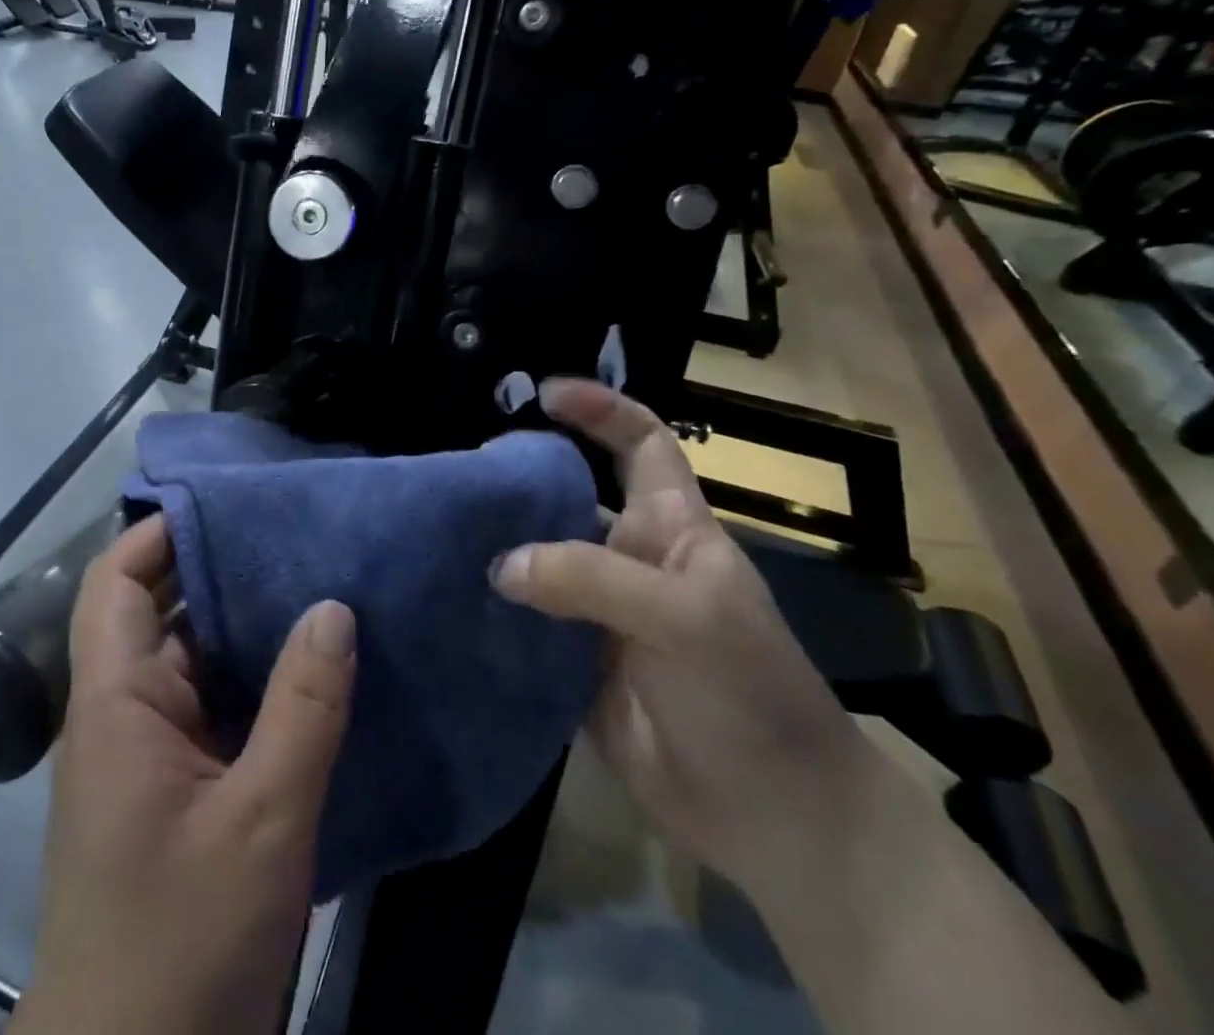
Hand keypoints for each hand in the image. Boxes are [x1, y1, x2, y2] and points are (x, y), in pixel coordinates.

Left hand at [13, 516, 357, 1034]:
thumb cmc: (182, 943)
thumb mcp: (261, 820)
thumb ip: (302, 709)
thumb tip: (334, 607)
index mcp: (116, 703)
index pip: (115, 583)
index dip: (159, 533)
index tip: (228, 501)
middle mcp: (126, 714)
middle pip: (164, 613)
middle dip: (222, 570)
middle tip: (295, 531)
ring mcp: (153, 754)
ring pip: (198, 662)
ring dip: (249, 626)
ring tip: (318, 579)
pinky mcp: (181, 790)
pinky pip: (218, 710)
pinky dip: (260, 681)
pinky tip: (316, 667)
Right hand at [489, 378, 875, 896]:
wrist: (772, 820)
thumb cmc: (749, 695)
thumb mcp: (688, 618)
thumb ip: (592, 579)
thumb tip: (502, 563)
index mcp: (671, 529)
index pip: (641, 444)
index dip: (601, 409)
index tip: (545, 393)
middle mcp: (630, 560)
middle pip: (571, 498)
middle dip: (524, 477)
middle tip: (462, 471)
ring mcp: (599, 613)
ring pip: (540, 560)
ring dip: (499, 545)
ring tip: (441, 529)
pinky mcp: (573, 663)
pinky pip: (525, 622)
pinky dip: (492, 610)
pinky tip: (449, 598)